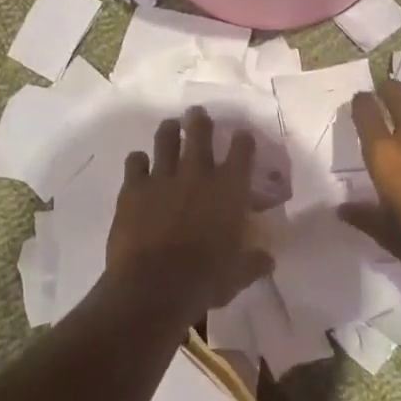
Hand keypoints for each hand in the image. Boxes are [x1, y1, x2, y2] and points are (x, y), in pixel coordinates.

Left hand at [105, 107, 274, 322]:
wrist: (153, 287)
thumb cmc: (204, 280)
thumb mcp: (237, 275)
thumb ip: (253, 263)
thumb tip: (267, 260)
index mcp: (229, 189)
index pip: (241, 151)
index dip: (243, 140)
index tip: (242, 136)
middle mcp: (197, 174)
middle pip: (199, 133)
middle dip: (200, 120)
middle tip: (198, 113)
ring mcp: (162, 177)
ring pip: (166, 140)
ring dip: (169, 130)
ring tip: (170, 125)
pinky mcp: (133, 189)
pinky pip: (135, 162)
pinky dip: (138, 160)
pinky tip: (139, 162)